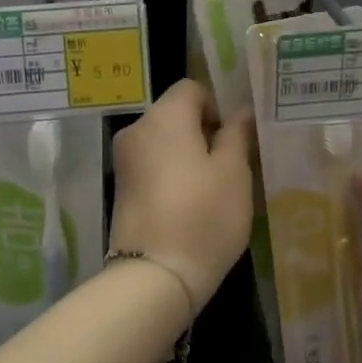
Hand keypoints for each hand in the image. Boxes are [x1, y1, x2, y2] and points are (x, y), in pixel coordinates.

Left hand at [109, 80, 254, 306]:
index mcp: (163, 117)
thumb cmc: (204, 215)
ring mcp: (123, 161)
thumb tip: (241, 112)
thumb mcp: (234, 173)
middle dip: (202, 133)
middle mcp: (136, 130)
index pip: (191, 89)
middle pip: (174, 115)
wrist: (156, 274)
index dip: (216, 107)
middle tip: (229, 167)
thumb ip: (237, 135)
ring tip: (212, 190)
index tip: (233, 140)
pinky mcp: (120, 189)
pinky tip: (189, 205)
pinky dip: (171, 175)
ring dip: (187, 156)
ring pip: (163, 143)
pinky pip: (151, 167)